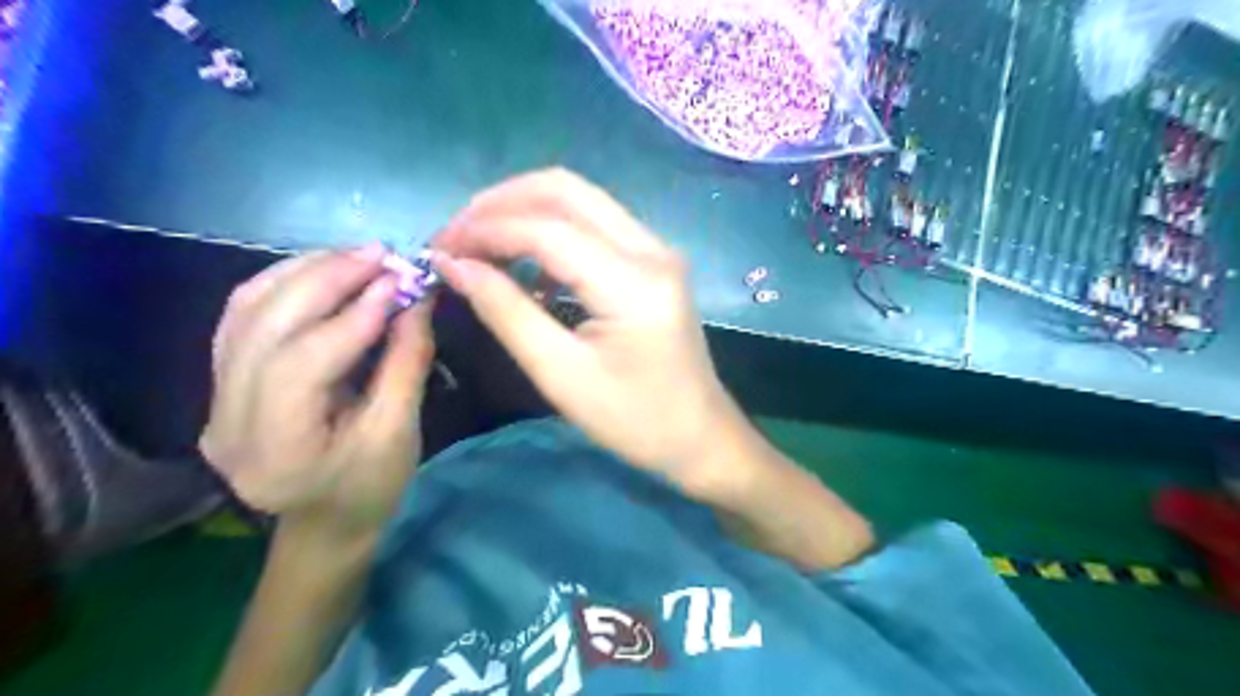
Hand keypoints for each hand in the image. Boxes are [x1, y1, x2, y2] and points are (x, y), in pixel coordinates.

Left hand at [202, 246, 433, 534]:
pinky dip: (284, 283)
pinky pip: (244, 316)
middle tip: (382, 254)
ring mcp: (214, 397)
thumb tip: (417, 299)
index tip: (400, 281)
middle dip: (326, 280)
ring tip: (358, 256)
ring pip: (246, 311)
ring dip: (304, 272)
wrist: (325, 522)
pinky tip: (323, 270)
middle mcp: (227, 418)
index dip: (353, 316)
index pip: (303, 363)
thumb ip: (406, 362)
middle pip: (265, 326)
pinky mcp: (222, 381)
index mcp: (275, 448)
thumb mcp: (399, 432)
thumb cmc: (371, 488)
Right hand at [434, 168, 750, 493]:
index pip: (546, 227)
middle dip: (501, 203)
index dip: (485, 229)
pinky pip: (596, 225)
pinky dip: (552, 232)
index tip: (438, 249)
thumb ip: (506, 312)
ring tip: (480, 246)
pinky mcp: (655, 261)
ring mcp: (658, 250)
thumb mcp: (562, 374)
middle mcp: (651, 248)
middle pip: (565, 190)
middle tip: (456, 236)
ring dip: (524, 212)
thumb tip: (454, 264)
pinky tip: (527, 267)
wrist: (700, 437)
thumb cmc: (634, 421)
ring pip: (581, 200)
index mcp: (633, 281)